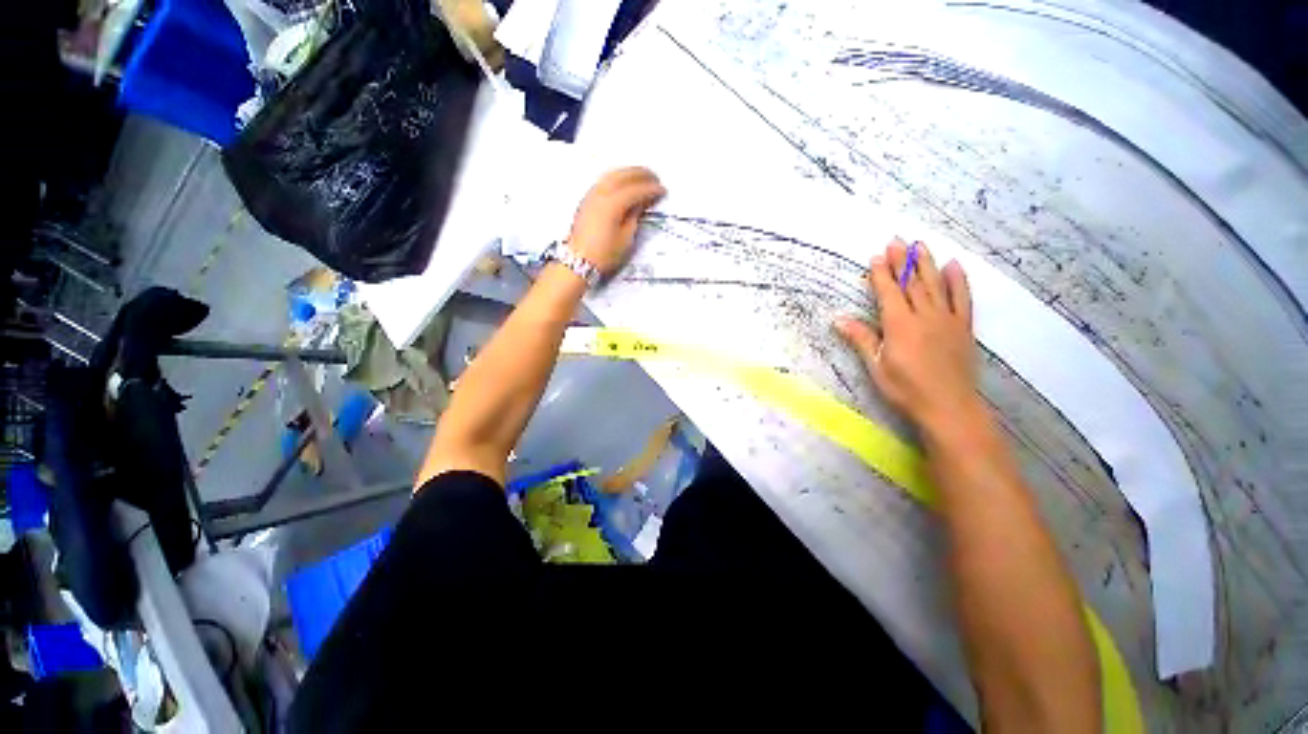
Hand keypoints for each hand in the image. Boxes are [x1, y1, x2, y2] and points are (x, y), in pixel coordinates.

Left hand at [568, 167, 666, 274]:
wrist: (578, 261)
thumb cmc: (605, 254)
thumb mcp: (626, 238)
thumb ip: (635, 216)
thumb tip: (642, 202)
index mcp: (613, 203)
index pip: (636, 190)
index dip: (651, 189)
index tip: (663, 190)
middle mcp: (601, 193)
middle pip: (623, 175)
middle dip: (641, 174)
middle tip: (655, 178)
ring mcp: (591, 194)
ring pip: (612, 174)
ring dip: (628, 173)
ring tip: (642, 177)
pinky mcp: (587, 199)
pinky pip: (604, 180)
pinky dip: (617, 177)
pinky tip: (624, 183)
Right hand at [835, 239, 979, 434]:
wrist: (949, 407)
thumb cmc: (905, 389)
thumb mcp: (876, 366)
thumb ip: (861, 339)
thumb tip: (838, 319)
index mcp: (900, 325)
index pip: (889, 292)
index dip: (881, 274)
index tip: (876, 256)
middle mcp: (924, 316)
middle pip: (912, 283)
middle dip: (903, 261)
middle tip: (897, 241)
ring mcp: (947, 319)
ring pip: (936, 285)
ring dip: (927, 263)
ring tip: (920, 245)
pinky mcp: (963, 327)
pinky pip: (962, 298)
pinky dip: (958, 281)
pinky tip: (954, 266)